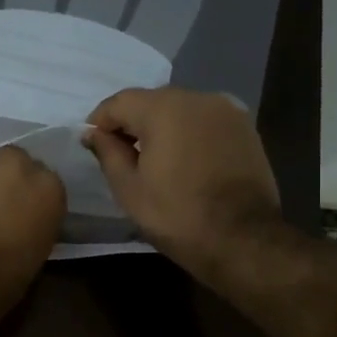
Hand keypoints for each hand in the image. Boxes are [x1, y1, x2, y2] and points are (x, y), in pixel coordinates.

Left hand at [0, 147, 64, 320]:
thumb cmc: (2, 280)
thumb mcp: (36, 250)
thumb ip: (34, 219)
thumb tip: (22, 216)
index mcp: (46, 187)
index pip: (42, 178)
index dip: (28, 194)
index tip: (20, 209)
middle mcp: (13, 166)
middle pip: (10, 161)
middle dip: (2, 179)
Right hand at [83, 88, 281, 280]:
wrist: (243, 239)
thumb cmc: (177, 215)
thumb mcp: (129, 188)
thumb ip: (107, 152)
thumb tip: (93, 132)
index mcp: (164, 109)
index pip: (120, 102)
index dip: (100, 120)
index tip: (91, 143)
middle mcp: (197, 98)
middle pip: (152, 101)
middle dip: (132, 122)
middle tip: (120, 154)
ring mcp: (226, 111)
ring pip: (180, 109)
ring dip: (162, 127)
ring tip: (153, 159)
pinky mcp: (245, 128)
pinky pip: (204, 121)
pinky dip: (188, 133)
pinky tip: (184, 160)